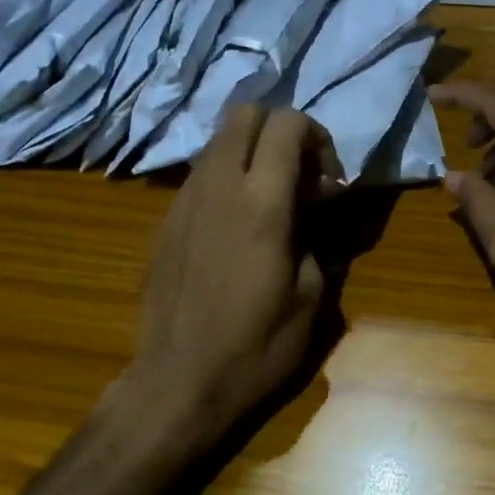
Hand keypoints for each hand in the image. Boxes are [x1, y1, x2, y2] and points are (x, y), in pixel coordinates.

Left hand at [127, 105, 338, 442]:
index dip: (317, 137)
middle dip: (280, 130)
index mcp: (261, 204)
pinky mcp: (166, 221)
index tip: (329, 182)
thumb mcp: (310, 300)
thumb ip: (317, 240)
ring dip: (251, 153)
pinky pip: (200, 175)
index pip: (286, 124)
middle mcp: (218, 187)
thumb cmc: (255, 347)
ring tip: (270, 200)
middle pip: (245, 113)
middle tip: (300, 175)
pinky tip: (237, 226)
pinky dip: (226, 179)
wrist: (179, 381)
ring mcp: (184, 201)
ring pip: (218, 141)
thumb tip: (313, 212)